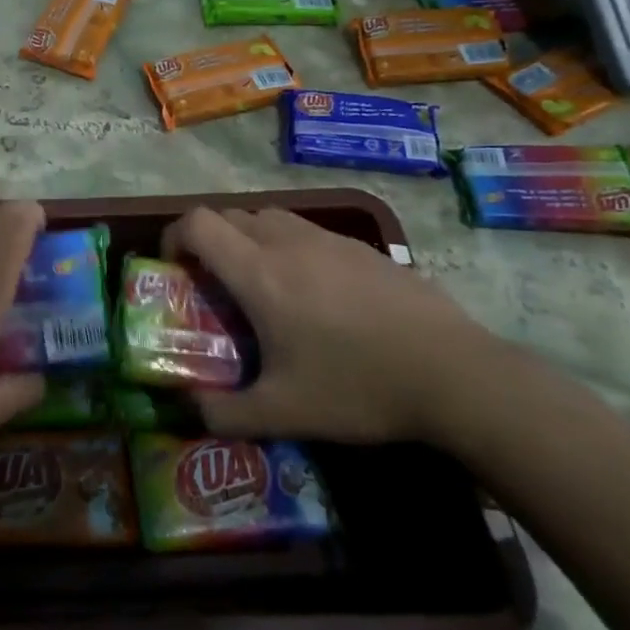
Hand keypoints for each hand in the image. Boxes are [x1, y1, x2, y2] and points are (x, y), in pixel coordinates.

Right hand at [162, 207, 500, 443]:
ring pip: (271, 218)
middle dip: (210, 240)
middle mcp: (288, 243)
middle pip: (231, 215)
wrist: (455, 374)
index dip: (174, 236)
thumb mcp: (283, 413)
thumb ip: (223, 413)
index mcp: (259, 273)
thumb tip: (189, 412)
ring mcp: (330, 240)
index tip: (174, 268)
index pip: (198, 223)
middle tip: (215, 284)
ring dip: (250, 239)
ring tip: (262, 284)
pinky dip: (290, 247)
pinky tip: (316, 293)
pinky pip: (309, 232)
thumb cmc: (358, 387)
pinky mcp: (364, 248)